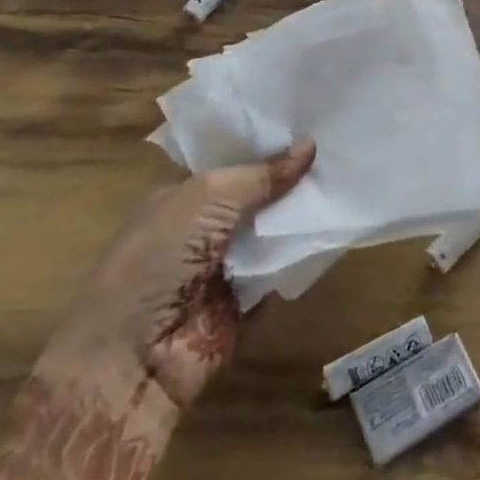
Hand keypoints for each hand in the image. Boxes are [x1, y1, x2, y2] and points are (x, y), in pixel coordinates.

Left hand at [41, 142, 316, 410]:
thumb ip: (261, 174)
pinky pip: (280, 272)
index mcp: (183, 195)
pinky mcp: (242, 303)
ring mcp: (223, 266)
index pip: (232, 159)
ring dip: (301, 216)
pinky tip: (334, 232)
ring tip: (347, 183)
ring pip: (272, 232)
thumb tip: (311, 145)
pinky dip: (302, 258)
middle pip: (257, 194)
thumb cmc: (159, 258)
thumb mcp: (209, 198)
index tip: (311, 122)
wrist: (131, 358)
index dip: (267, 143)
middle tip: (340, 150)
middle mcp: (203, 227)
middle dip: (292, 178)